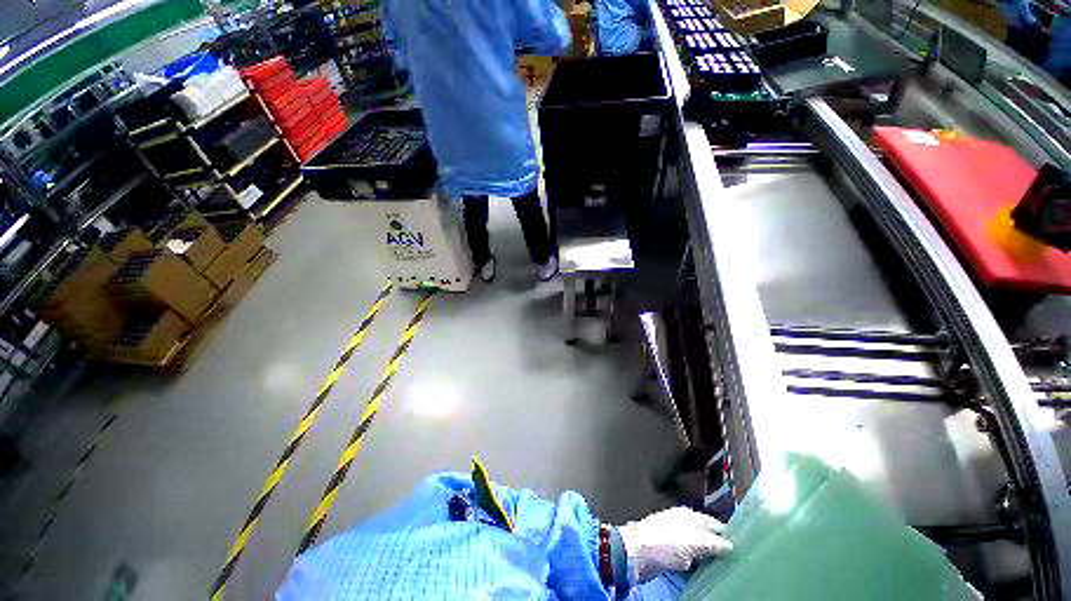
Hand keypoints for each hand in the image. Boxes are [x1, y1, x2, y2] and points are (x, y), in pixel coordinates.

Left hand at [617, 507, 731, 583]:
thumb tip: (729, 545)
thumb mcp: (690, 542)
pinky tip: (704, 572)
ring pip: (698, 548)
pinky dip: (697, 564)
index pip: (712, 523)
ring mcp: (675, 538)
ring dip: (708, 557)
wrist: (636, 553)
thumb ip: (710, 542)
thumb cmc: (663, 543)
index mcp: (688, 516)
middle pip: (705, 535)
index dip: (725, 534)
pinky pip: (690, 558)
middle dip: (718, 546)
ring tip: (723, 569)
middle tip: (734, 560)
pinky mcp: (669, 552)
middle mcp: (682, 524)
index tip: (741, 547)